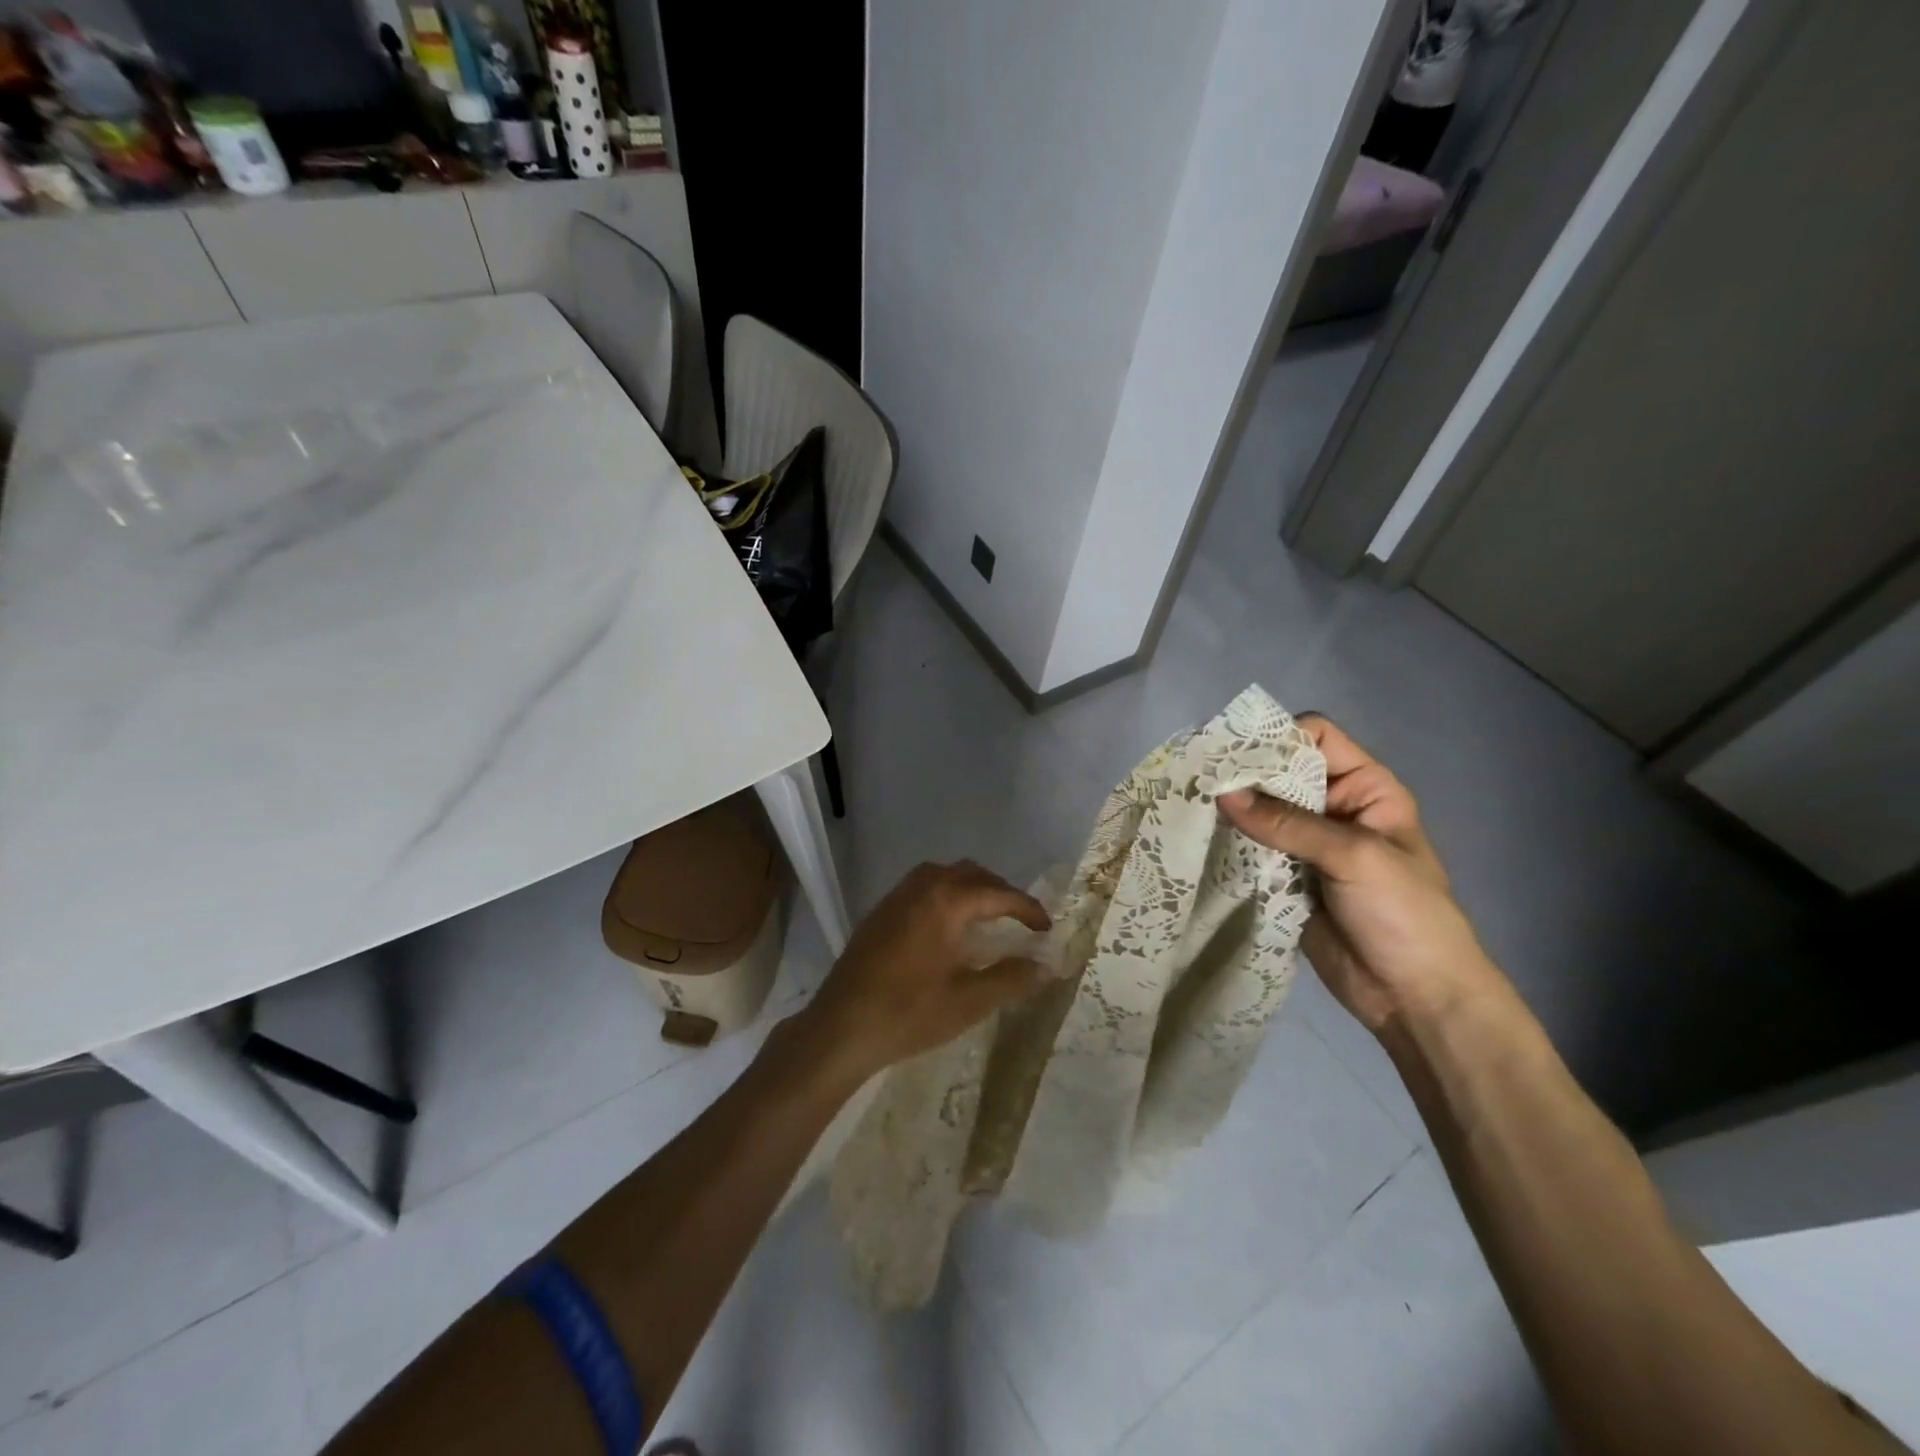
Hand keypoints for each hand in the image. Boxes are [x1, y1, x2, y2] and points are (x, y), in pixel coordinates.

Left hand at [795, 860, 1050, 1081]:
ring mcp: (897, 897)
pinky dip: (946, 893)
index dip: (1027, 908)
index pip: (999, 894)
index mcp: (946, 902)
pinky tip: (948, 925)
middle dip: (1000, 892)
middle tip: (1020, 920)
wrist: (840, 1027)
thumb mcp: (968, 1002)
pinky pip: (922, 885)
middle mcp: (922, 888)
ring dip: (971, 887)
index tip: (1046, 927)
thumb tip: (1046, 966)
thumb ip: (1011, 979)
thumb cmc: (908, 1014)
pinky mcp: (880, 912)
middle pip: (971, 874)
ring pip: (944, 874)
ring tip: (988, 917)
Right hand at [1218, 714, 1501, 1034]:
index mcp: (1365, 788)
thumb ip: (1287, 824)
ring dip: (1230, 811)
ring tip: (1187, 806)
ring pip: (1260, 812)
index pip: (1316, 737)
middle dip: (1242, 774)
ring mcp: (1307, 845)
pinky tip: (1199, 839)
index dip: (1276, 737)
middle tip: (1196, 777)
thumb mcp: (1353, 857)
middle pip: (1280, 773)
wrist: (1416, 997)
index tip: (1231, 751)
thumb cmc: (1405, 914)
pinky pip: (1251, 850)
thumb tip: (1221, 793)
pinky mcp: (1284, 877)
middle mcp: (1333, 808)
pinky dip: (1229, 844)